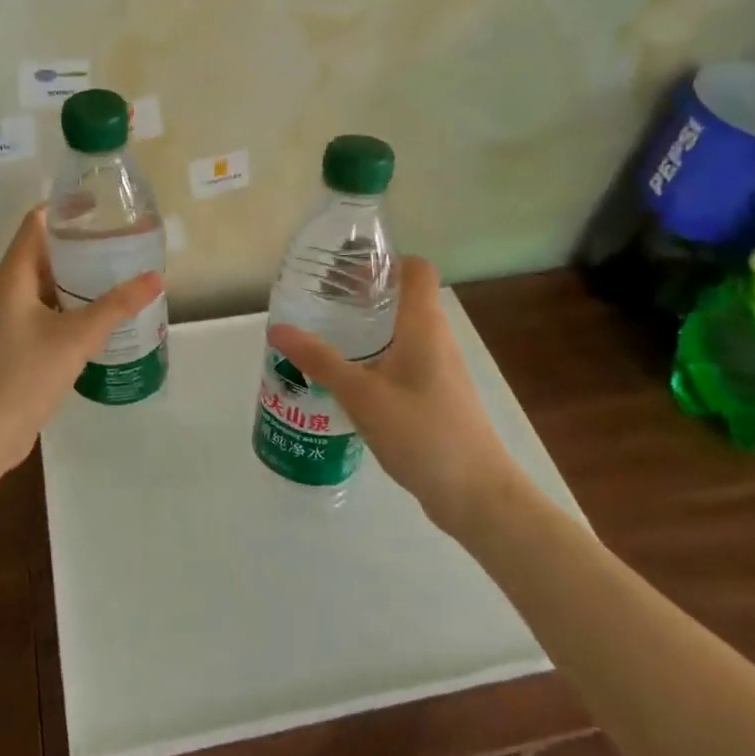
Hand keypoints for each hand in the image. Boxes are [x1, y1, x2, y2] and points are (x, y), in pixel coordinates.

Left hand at [0, 208, 163, 475]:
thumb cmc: (23, 377)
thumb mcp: (75, 338)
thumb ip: (116, 306)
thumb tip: (155, 277)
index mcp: (14, 275)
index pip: (38, 222)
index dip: (69, 208)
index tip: (107, 206)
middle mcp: (9, 289)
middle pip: (47, 251)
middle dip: (84, 244)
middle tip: (126, 241)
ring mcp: (12, 317)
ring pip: (50, 283)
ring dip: (82, 277)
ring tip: (123, 273)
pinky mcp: (19, 341)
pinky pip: (50, 310)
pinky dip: (75, 305)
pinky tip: (106, 315)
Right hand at [267, 257, 525, 529]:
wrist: (477, 495)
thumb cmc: (422, 432)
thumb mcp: (362, 395)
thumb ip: (320, 361)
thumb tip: (278, 329)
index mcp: (424, 325)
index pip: (416, 270)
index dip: (385, 259)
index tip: (346, 266)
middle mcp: (437, 339)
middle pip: (405, 298)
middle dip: (365, 293)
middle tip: (321, 298)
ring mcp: (440, 370)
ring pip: (402, 332)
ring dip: (369, 327)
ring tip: (327, 333)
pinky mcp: (436, 396)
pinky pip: (403, 361)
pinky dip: (377, 357)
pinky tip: (348, 378)